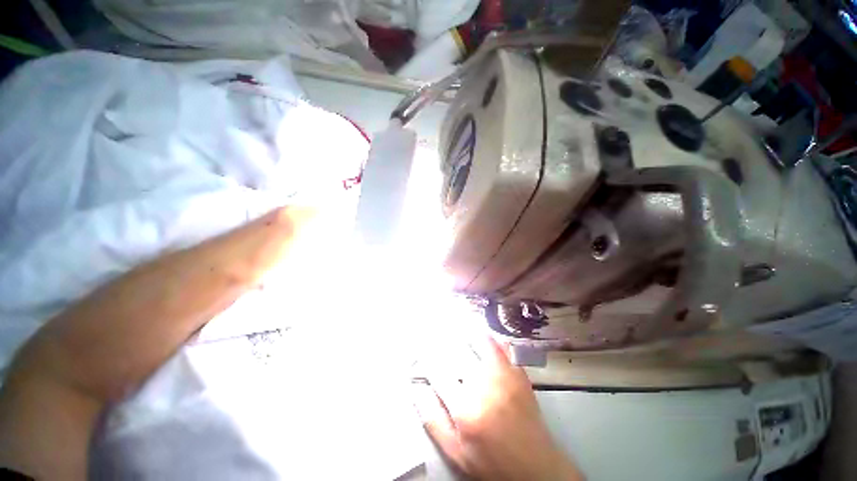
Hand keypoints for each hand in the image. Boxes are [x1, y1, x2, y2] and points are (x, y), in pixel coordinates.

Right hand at [413, 337, 583, 480]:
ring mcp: (504, 376)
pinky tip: (481, 329)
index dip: (426, 358)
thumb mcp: (457, 453)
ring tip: (454, 320)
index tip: (419, 347)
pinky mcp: (518, 373)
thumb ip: (434, 421)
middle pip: (457, 353)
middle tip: (433, 328)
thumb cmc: (492, 462)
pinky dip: (490, 336)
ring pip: (480, 342)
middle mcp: (483, 385)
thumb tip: (417, 390)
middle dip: (442, 340)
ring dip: (465, 330)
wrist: (536, 468)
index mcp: (465, 408)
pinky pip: (502, 346)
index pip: (438, 372)